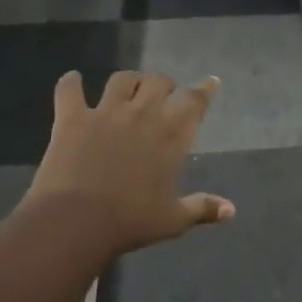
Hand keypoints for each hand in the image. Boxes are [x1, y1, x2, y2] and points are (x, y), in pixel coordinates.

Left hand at [22, 69, 234, 259]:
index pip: (195, 100)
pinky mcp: (72, 119)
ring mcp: (105, 112)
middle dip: (165, 85)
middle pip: (159, 81)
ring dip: (130, 80)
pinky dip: (71, 82)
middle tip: (164, 97)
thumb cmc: (132, 221)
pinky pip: (69, 90)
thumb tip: (231, 211)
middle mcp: (142, 114)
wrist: (76, 222)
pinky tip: (73, 80)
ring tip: (129, 88)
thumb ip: (203, 208)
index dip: (205, 89)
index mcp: (172, 135)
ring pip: (122, 79)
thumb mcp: (174, 220)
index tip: (211, 82)